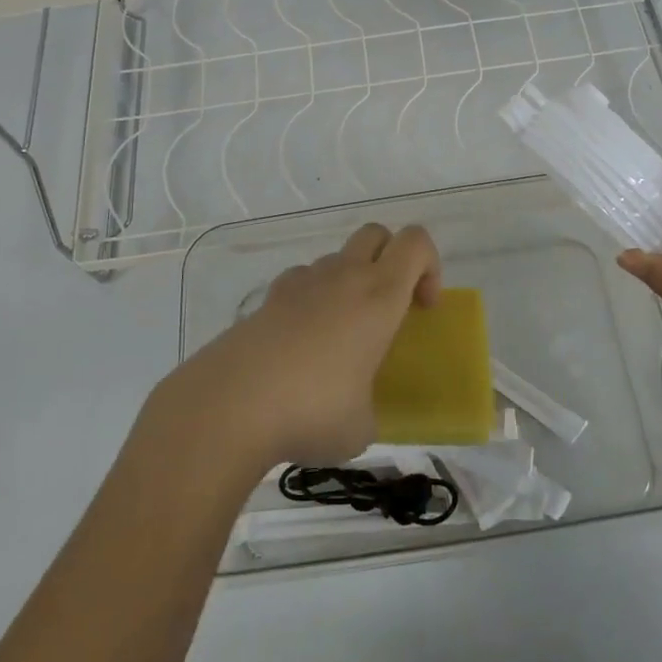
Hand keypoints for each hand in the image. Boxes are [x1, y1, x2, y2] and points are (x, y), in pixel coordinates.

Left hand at [166, 222, 441, 469]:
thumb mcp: (361, 426)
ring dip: (348, 282)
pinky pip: (301, 282)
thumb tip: (356, 411)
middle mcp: (343, 276)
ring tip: (338, 337)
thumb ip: (369, 407)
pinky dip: (310, 300)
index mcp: (379, 296)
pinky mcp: (267, 298)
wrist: (231, 403)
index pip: (416, 242)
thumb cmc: (312, 411)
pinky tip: (299, 344)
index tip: (422, 308)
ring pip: (336, 259)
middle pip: (376, 234)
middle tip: (387, 308)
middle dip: (390, 260)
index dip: (429, 266)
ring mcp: (301, 282)